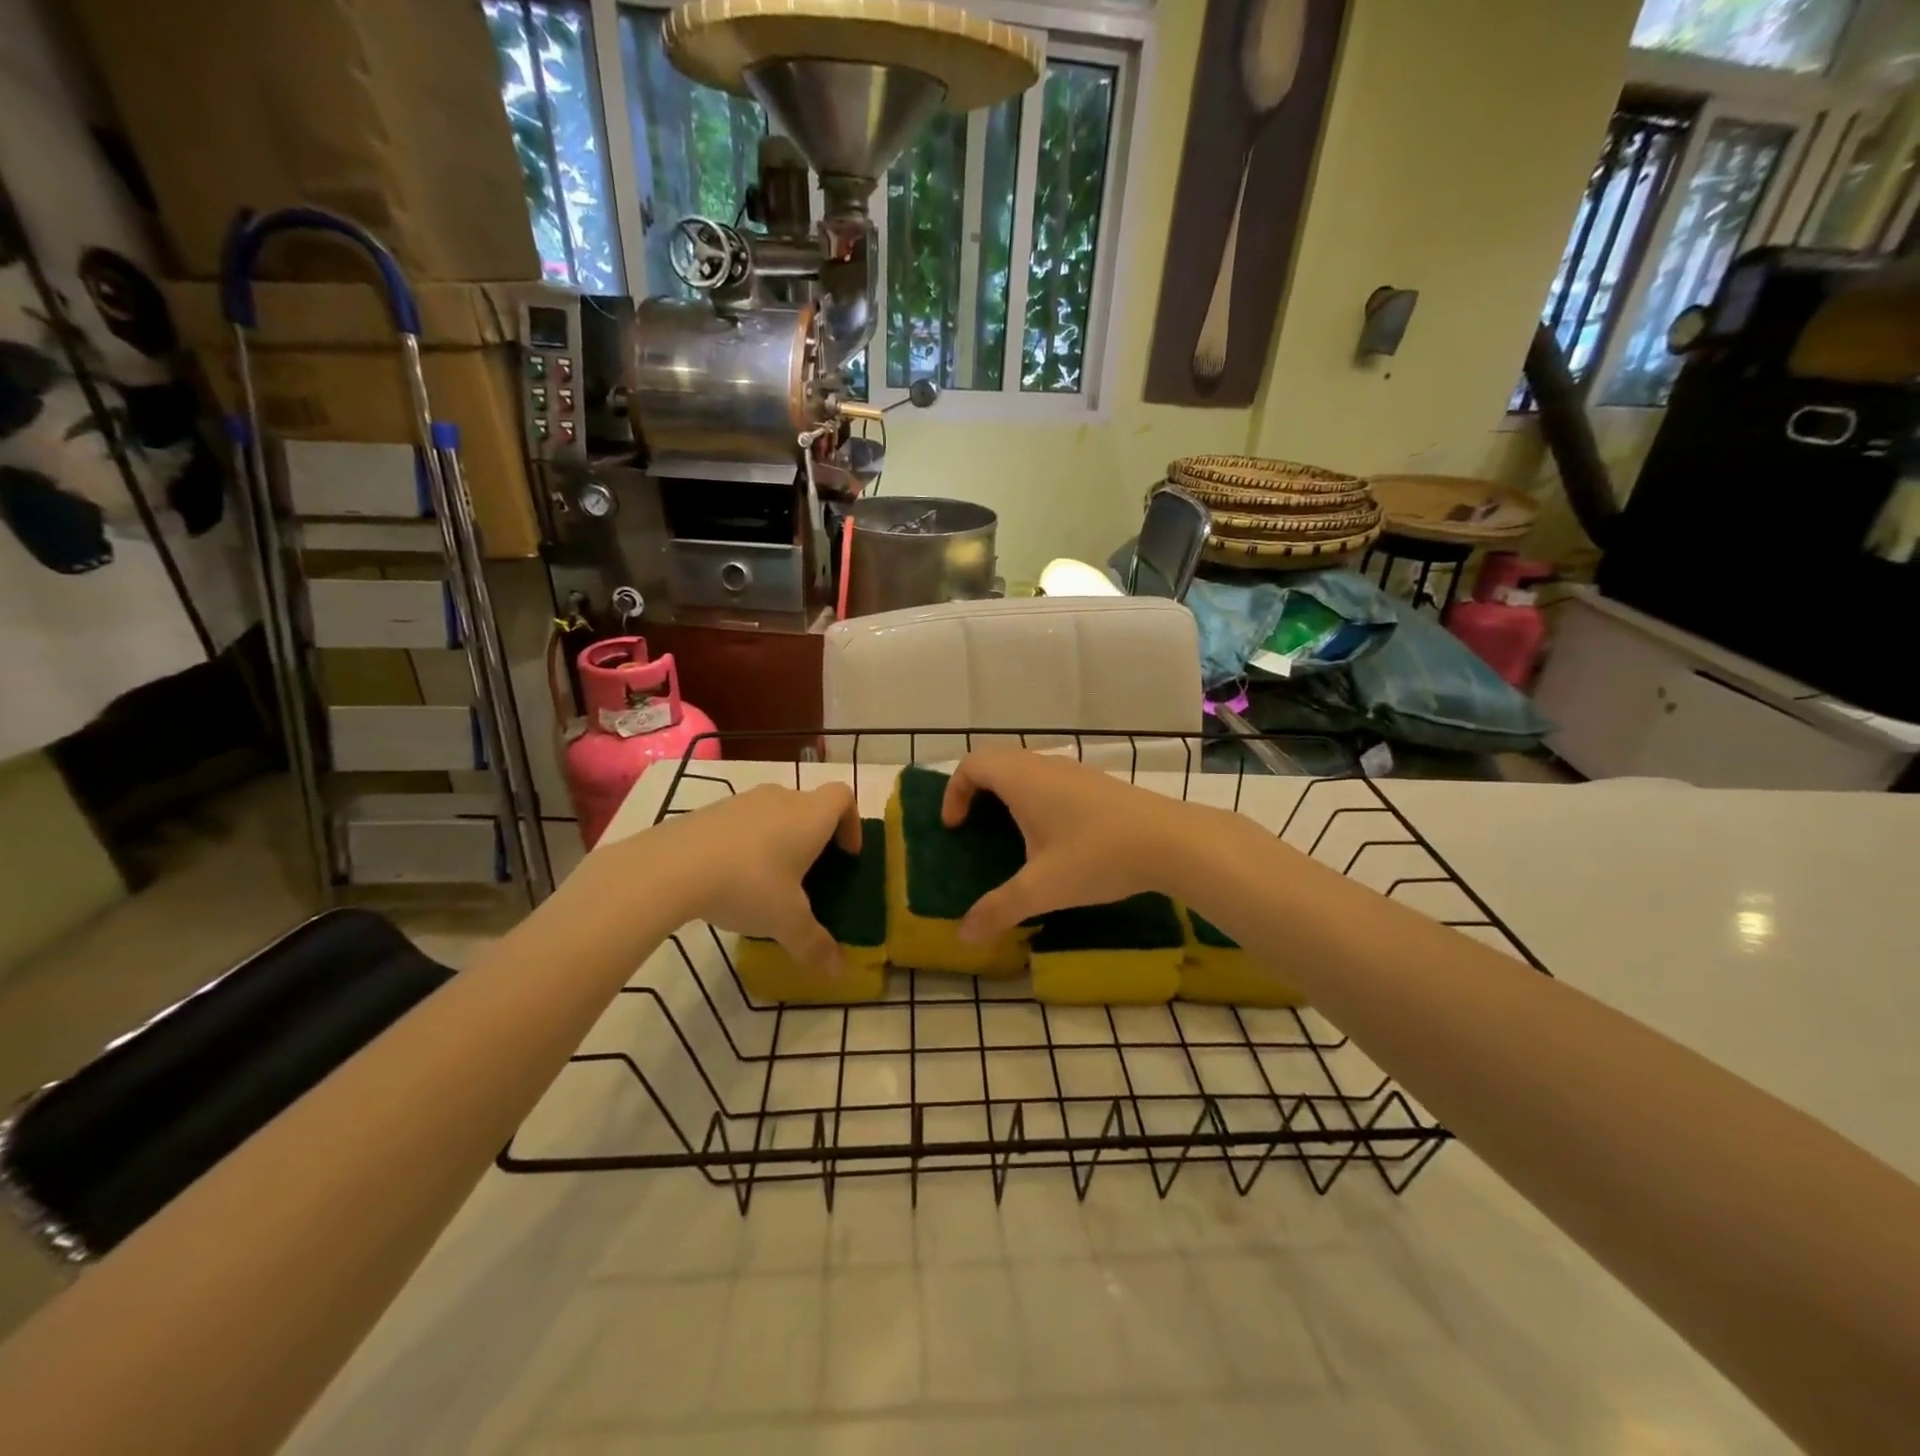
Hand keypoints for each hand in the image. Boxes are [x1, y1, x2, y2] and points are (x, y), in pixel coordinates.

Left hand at [622, 784, 859, 973]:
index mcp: (810, 816)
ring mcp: (742, 801)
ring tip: (769, 881)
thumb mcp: (786, 922)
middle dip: (815, 837)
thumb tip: (837, 972)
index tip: (845, 854)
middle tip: (810, 875)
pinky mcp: (710, 811)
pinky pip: (742, 823)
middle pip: (809, 806)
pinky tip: (732, 878)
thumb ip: (815, 944)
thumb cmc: (748, 884)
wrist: (671, 867)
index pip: (843, 798)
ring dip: (780, 839)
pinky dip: (747, 843)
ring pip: (774, 813)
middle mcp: (781, 799)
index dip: (851, 823)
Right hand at [941, 751, 1214, 942]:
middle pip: (997, 761)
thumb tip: (963, 936)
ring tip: (1012, 834)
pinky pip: (1052, 780)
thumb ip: (999, 909)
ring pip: (1027, 769)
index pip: (972, 764)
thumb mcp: (1042, 888)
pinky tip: (1055, 837)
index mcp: (1022, 779)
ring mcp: (1075, 771)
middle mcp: (1045, 766)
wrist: (1172, 841)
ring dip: (1009, 793)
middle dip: (977, 790)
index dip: (954, 791)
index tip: (955, 827)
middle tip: (975, 827)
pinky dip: (1037, 798)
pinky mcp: (1098, 784)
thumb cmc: (1097, 856)